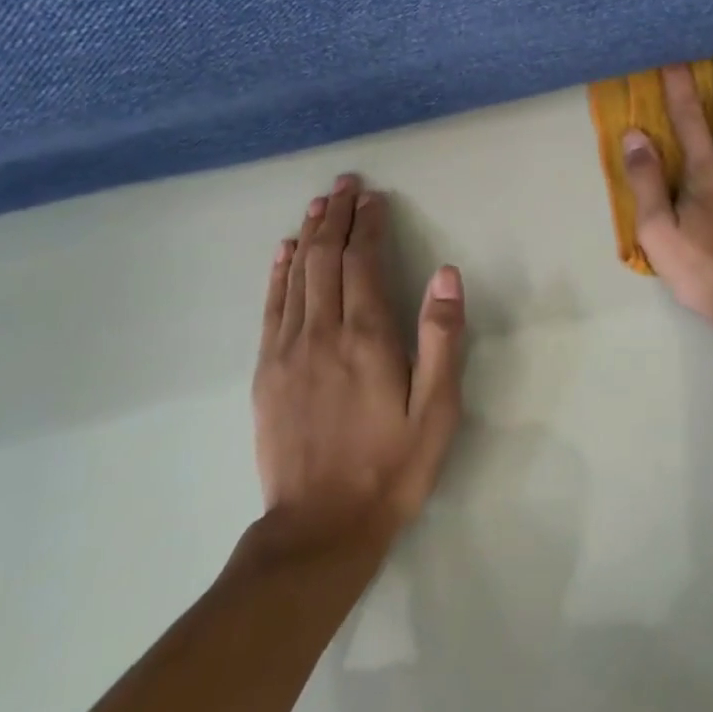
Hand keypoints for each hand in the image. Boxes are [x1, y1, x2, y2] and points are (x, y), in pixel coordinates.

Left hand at [252, 174, 465, 552]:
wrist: (319, 528)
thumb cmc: (391, 467)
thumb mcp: (436, 410)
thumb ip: (440, 338)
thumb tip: (446, 274)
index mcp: (367, 338)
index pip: (363, 263)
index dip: (368, 225)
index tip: (373, 197)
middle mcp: (323, 332)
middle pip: (326, 258)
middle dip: (337, 216)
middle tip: (345, 183)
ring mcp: (288, 350)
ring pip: (297, 275)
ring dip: (309, 234)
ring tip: (319, 203)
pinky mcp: (266, 371)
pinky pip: (272, 307)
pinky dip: (278, 273)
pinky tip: (284, 251)